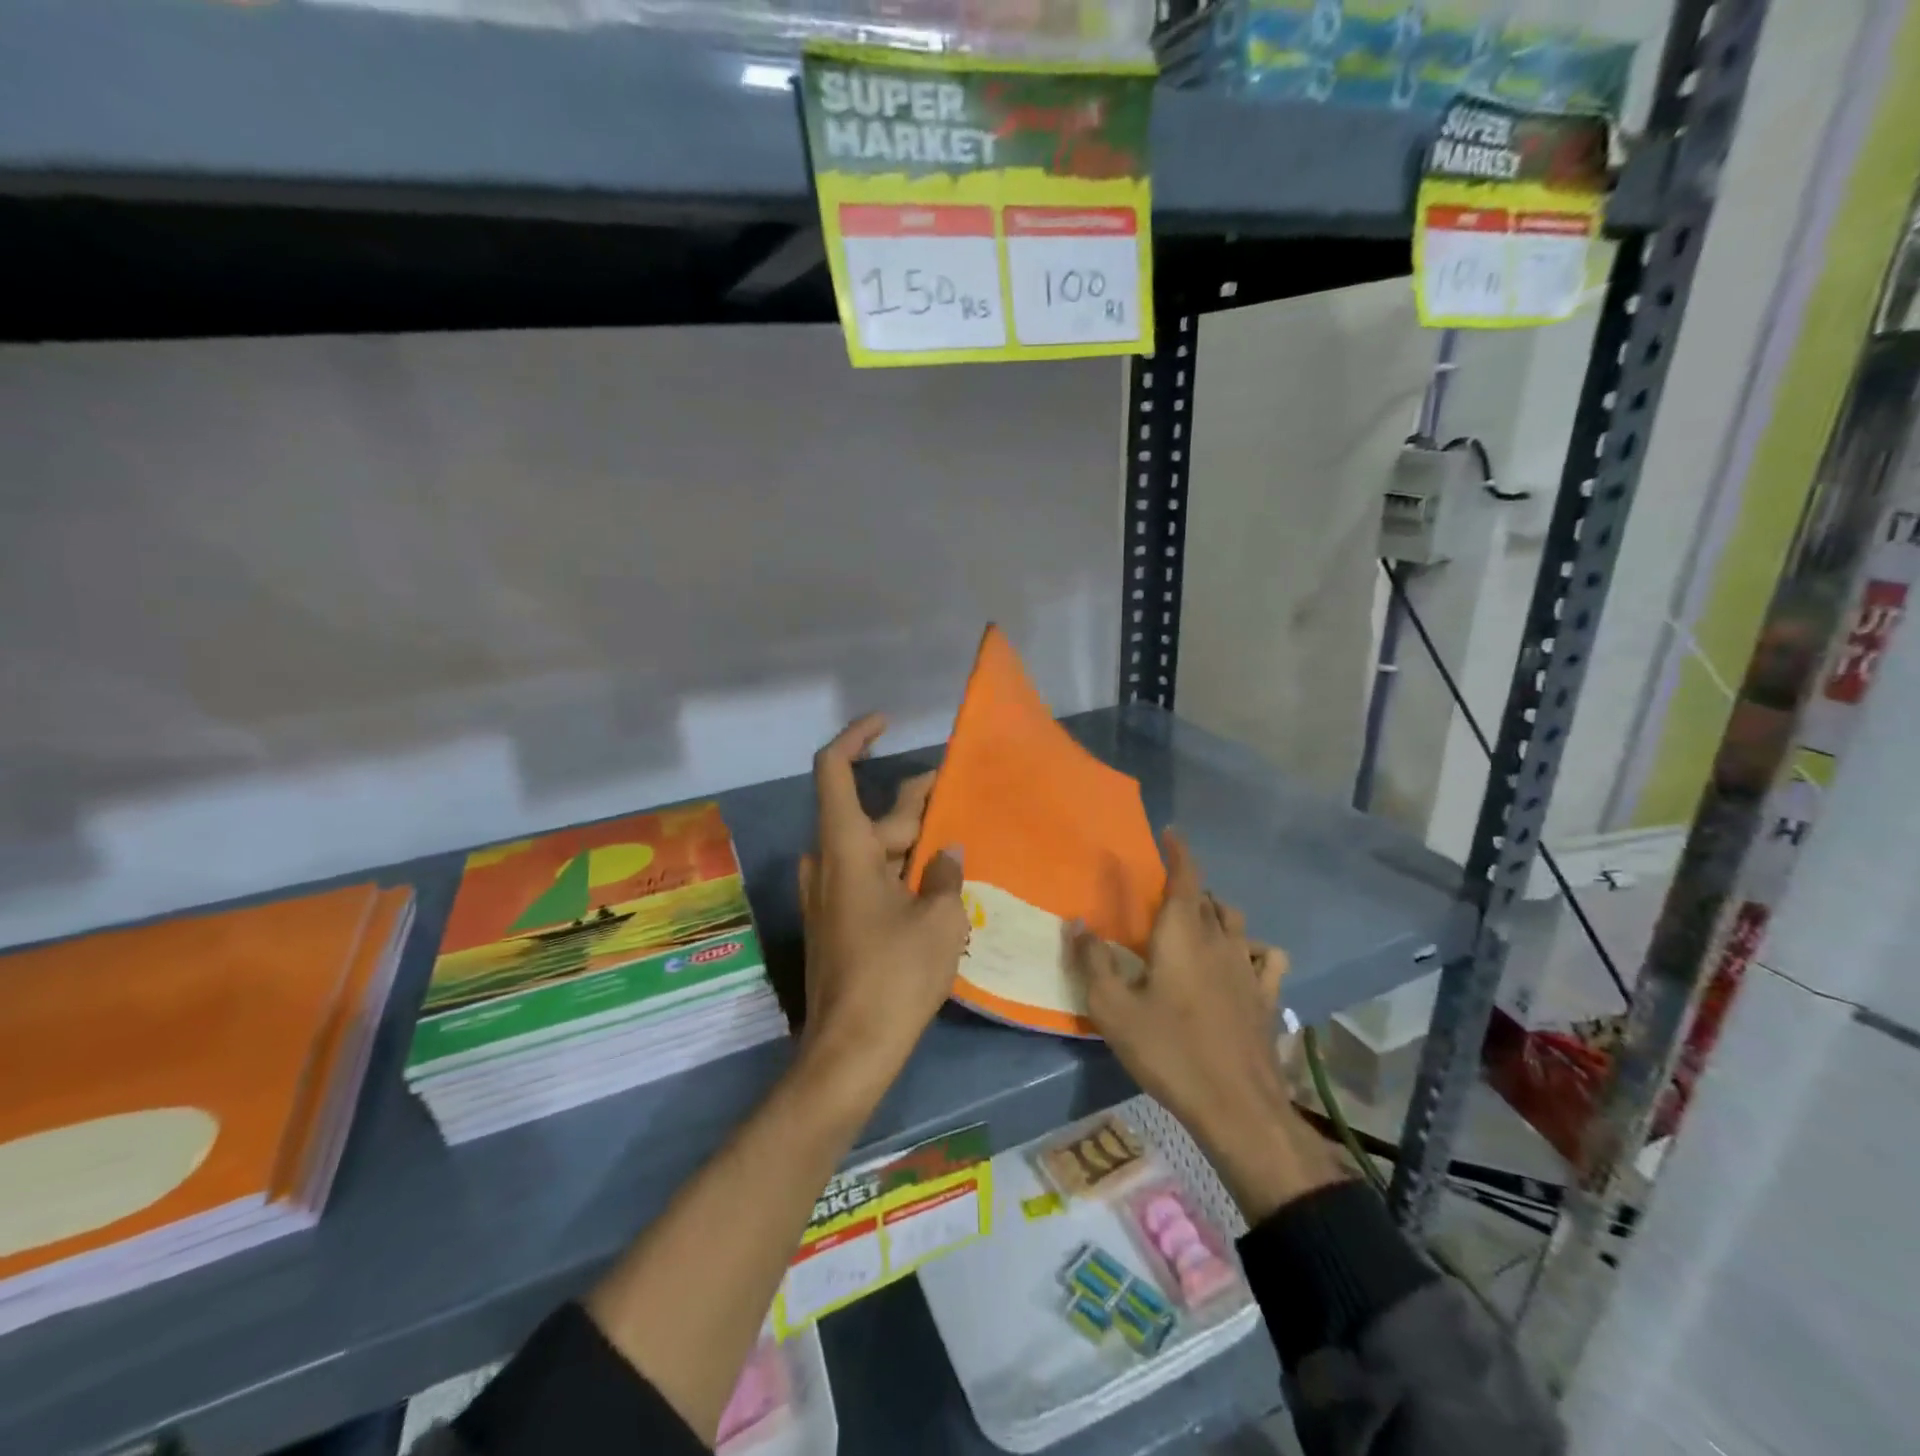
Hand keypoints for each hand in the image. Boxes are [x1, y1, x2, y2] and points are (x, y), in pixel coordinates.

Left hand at [796, 714, 967, 1106]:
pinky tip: (939, 884)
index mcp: (844, 848)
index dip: (857, 737)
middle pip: (872, 814)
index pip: (834, 770)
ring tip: (963, 842)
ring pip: (874, 849)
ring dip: (913, 842)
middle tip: (963, 798)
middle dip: (917, 804)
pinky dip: (901, 872)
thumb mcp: (938, 919)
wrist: (850, 1051)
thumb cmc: (895, 975)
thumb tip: (947, 854)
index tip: (887, 724)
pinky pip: (870, 879)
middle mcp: (828, 862)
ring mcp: (829, 895)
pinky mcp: (837, 923)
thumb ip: (944, 875)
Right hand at [1069, 831, 1343, 1219]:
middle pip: (1208, 899)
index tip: (1170, 833)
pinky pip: (1267, 958)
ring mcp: (1249, 968)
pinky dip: (1254, 948)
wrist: (1236, 1106)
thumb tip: (1076, 922)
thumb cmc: (1168, 1050)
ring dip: (1217, 914)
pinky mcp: (1266, 998)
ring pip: (1236, 923)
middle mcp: (1220, 940)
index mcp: (1183, 933)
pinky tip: (1244, 961)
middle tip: (1165, 897)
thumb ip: (1093, 961)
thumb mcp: (1113, 1009)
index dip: (1178, 851)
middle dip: (1188, 888)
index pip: (1185, 876)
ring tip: (1198, 924)